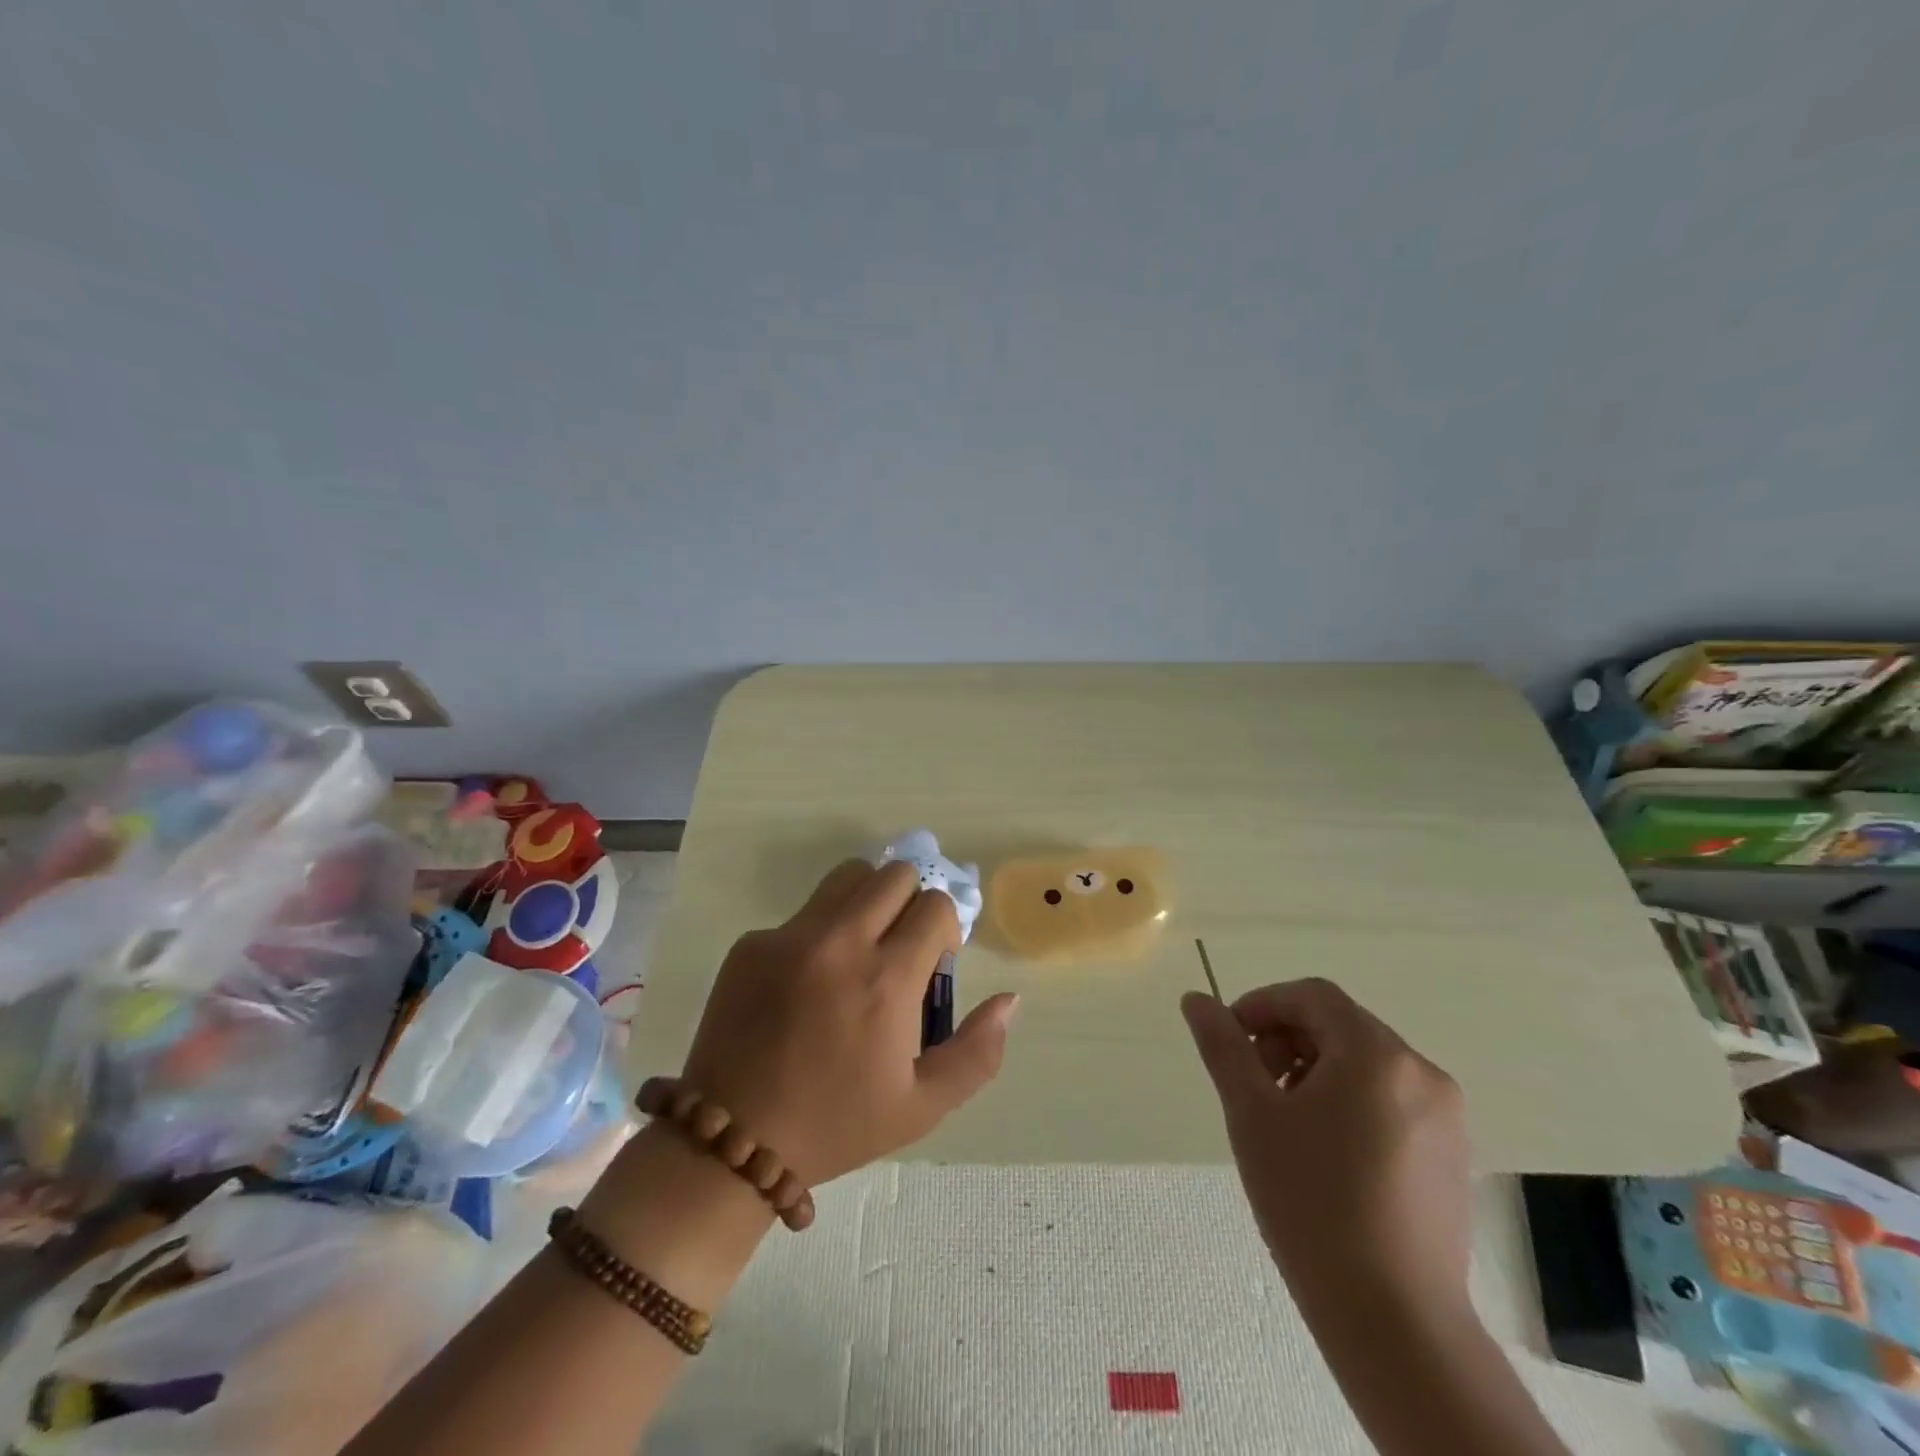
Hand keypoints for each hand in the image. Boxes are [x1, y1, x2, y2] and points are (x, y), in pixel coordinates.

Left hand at [679, 859, 1019, 1185]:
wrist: (732, 1142)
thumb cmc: (836, 1125)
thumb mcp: (922, 1106)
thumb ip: (977, 1052)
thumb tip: (1009, 999)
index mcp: (886, 981)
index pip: (935, 905)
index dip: (944, 929)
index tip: (931, 964)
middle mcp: (840, 943)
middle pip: (894, 874)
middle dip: (910, 902)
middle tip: (898, 947)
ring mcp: (789, 937)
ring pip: (847, 877)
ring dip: (867, 901)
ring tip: (858, 949)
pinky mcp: (752, 943)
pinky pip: (802, 914)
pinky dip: (819, 933)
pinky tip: (805, 985)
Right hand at [1181, 979, 1471, 1319]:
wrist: (1393, 1319)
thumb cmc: (1312, 1201)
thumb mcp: (1251, 1113)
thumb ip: (1222, 1046)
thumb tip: (1196, 999)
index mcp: (1376, 1054)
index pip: (1312, 996)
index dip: (1263, 1005)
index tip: (1231, 1041)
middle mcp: (1421, 1072)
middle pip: (1340, 1026)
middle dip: (1287, 1041)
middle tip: (1254, 1087)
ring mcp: (1445, 1116)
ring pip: (1364, 1063)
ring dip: (1315, 1070)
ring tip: (1285, 1122)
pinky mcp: (1451, 1154)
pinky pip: (1389, 1099)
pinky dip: (1348, 1101)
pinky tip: (1325, 1152)